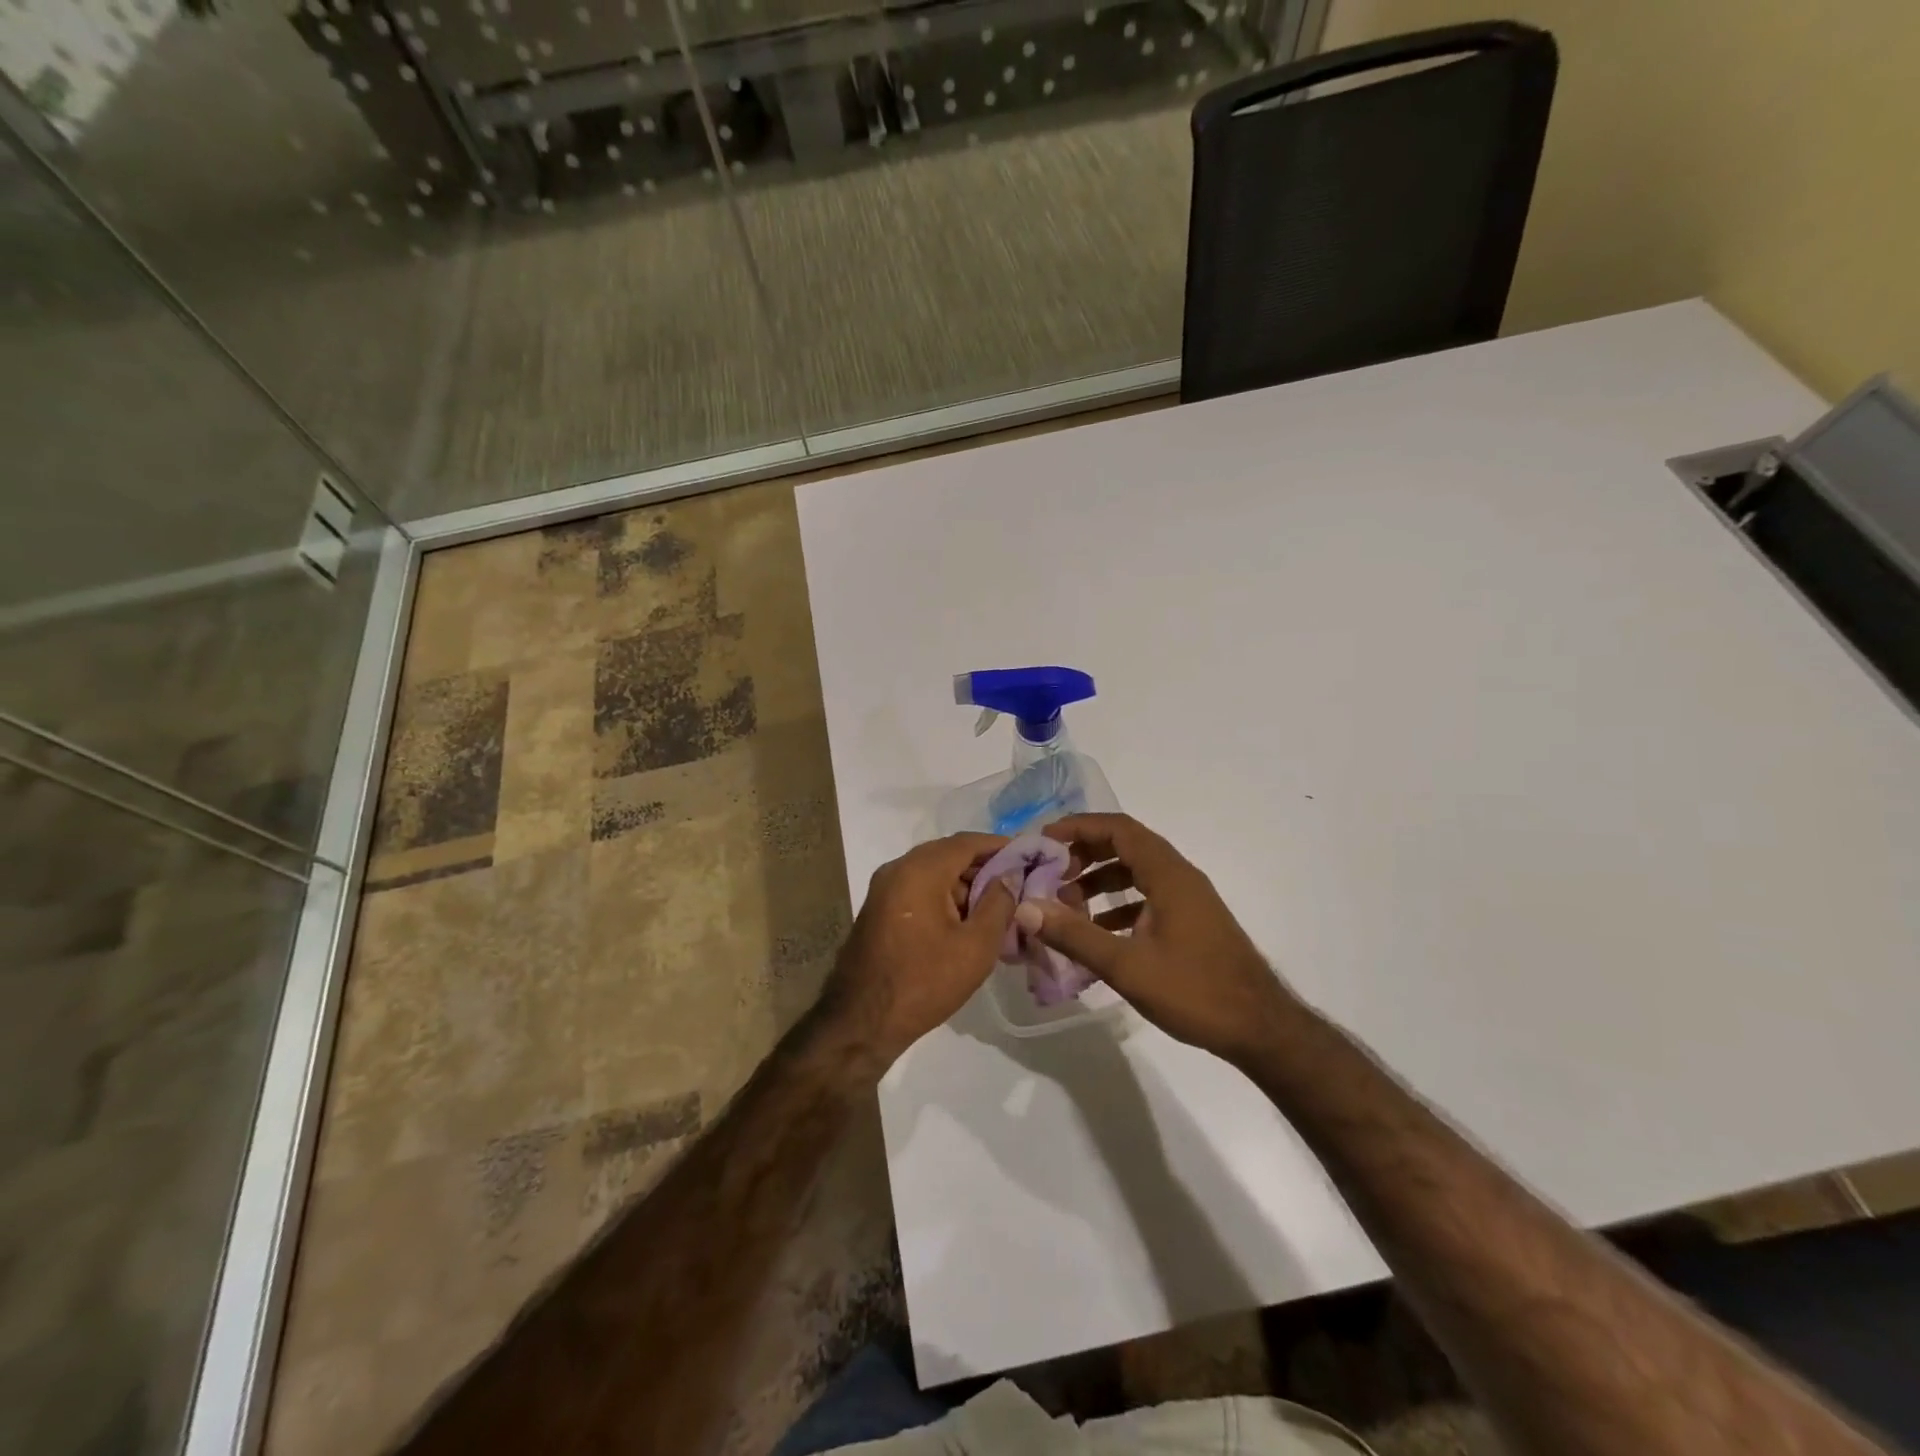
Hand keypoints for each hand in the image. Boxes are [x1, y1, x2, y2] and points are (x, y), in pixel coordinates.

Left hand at [815, 833, 1016, 1069]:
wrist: (862, 1022)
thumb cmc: (925, 982)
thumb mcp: (976, 946)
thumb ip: (999, 903)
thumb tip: (1010, 875)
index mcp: (920, 870)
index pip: (967, 842)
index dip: (999, 846)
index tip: (1027, 857)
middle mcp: (897, 869)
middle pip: (948, 854)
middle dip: (983, 867)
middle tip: (1015, 885)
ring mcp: (883, 889)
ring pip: (932, 872)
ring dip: (963, 884)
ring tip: (994, 909)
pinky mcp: (878, 909)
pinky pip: (917, 889)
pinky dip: (943, 896)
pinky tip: (964, 922)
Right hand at [1018, 813, 1299, 1065]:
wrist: (1260, 1029)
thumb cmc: (1195, 991)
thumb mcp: (1127, 966)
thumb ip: (1075, 935)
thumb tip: (1026, 908)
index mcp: (1168, 874)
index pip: (1118, 828)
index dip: (1079, 827)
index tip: (1044, 841)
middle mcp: (1179, 876)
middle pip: (1126, 845)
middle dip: (1084, 854)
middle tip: (1050, 874)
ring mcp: (1188, 899)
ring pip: (1136, 872)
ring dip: (1100, 880)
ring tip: (1066, 903)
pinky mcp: (1191, 921)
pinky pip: (1147, 896)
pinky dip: (1118, 903)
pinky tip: (1098, 931)